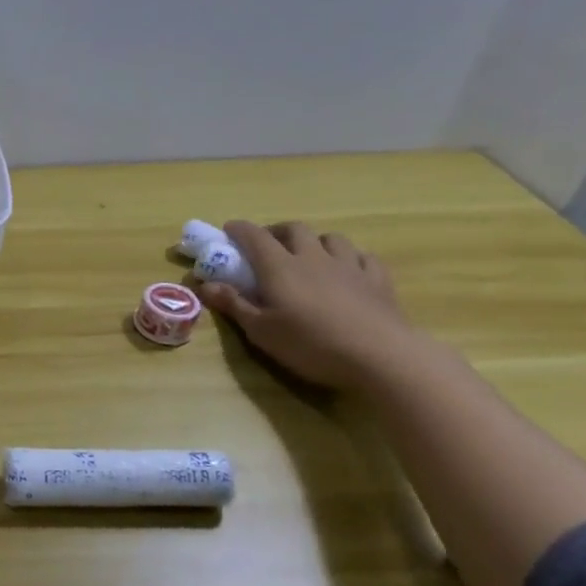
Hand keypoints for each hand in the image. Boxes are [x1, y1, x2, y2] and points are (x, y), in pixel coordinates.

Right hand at [197, 220, 417, 391]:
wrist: (380, 356)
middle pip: (294, 229)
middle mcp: (313, 257)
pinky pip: (363, 257)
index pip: (254, 237)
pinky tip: (348, 270)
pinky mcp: (378, 280)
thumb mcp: (261, 331)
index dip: (239, 230)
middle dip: (277, 231)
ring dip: (315, 241)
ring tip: (309, 256)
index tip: (228, 230)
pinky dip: (350, 258)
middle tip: (267, 246)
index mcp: (280, 267)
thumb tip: (205, 285)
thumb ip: (234, 304)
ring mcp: (349, 266)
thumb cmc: (310, 344)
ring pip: (331, 238)